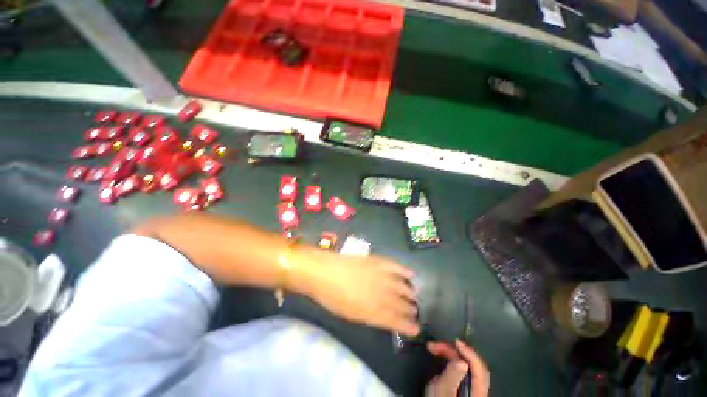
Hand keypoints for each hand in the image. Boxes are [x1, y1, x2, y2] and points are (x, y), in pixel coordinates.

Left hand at [306, 252, 419, 335]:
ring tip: (414, 296)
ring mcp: (379, 276)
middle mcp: (380, 294)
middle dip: (410, 310)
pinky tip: (411, 274)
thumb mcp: (349, 314)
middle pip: (400, 304)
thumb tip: (383, 317)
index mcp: (372, 311)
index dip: (407, 325)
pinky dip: (404, 270)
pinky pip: (394, 266)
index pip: (395, 321)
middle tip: (415, 312)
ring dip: (409, 293)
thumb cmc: (332, 297)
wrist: (323, 272)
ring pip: (401, 286)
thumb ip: (368, 316)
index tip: (416, 328)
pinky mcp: (376, 261)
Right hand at [426, 340, 489, 396]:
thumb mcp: (442, 393)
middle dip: (454, 351)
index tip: (455, 342)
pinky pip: (460, 369)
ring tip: (434, 348)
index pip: (480, 370)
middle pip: (472, 366)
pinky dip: (450, 359)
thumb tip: (462, 361)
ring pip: (465, 366)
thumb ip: (452, 377)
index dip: (470, 353)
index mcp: (477, 393)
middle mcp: (478, 391)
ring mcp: (470, 389)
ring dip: (450, 353)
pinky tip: (441, 356)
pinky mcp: (462, 387)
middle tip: (435, 345)